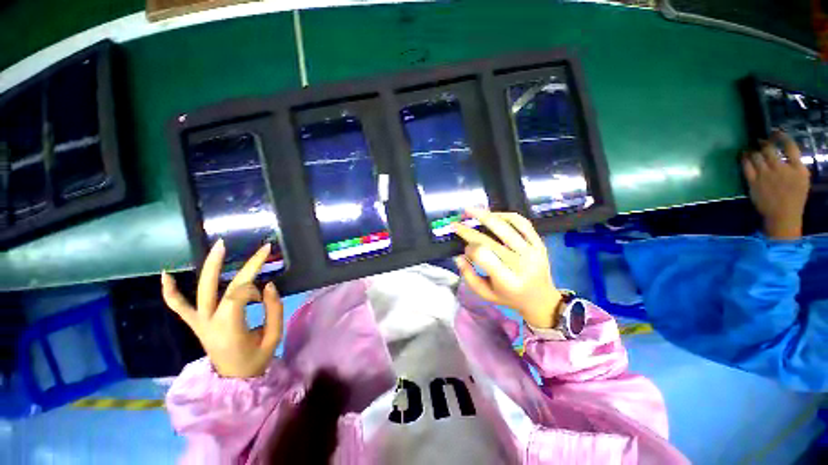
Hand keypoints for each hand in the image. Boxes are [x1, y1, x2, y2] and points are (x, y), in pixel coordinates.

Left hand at [161, 240, 282, 377]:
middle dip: (244, 267)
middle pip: (223, 287)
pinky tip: (166, 274)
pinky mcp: (195, 324)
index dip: (254, 288)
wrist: (233, 380)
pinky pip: (178, 307)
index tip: (267, 291)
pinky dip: (171, 292)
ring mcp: (199, 322)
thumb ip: (274, 310)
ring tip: (220, 247)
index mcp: (229, 329)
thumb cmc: (256, 359)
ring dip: (210, 267)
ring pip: (200, 290)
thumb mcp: (273, 337)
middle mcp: (209, 322)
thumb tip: (269, 285)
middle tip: (261, 250)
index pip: (238, 296)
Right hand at [453, 208, 561, 328]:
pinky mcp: (539, 243)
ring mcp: (533, 251)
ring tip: (471, 210)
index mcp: (507, 281)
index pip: (482, 256)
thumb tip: (458, 256)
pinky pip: (522, 223)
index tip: (464, 248)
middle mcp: (521, 264)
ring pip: (506, 226)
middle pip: (490, 240)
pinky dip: (506, 215)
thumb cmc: (509, 298)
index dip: (469, 249)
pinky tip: (493, 214)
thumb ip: (469, 276)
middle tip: (456, 223)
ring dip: (485, 215)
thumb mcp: (485, 294)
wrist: (541, 299)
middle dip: (468, 230)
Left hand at [742, 130, 809, 239]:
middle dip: (764, 142)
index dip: (781, 136)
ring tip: (751, 148)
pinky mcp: (754, 182)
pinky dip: (744, 158)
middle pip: (770, 149)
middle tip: (761, 140)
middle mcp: (781, 169)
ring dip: (753, 150)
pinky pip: (746, 166)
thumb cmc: (795, 197)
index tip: (775, 132)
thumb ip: (796, 164)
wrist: (783, 215)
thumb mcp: (803, 179)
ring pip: (757, 156)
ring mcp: (766, 176)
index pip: (790, 147)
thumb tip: (787, 150)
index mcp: (797, 168)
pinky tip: (743, 155)